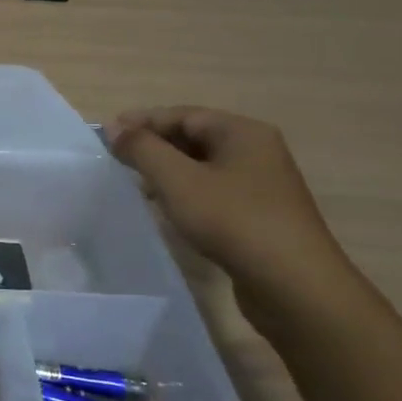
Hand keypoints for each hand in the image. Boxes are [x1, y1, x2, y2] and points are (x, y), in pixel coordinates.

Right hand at [108, 106, 355, 304]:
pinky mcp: (260, 215)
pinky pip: (214, 191)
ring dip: (168, 171)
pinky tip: (167, 209)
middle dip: (154, 145)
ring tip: (135, 184)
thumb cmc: (233, 221)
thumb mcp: (178, 180)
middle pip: (195, 137)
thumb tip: (114, 127)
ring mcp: (261, 185)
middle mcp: (256, 151)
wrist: (294, 286)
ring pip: (203, 166)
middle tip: (117, 159)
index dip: (143, 121)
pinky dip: (186, 192)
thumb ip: (142, 149)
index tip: (107, 134)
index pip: (183, 114)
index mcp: (242, 132)